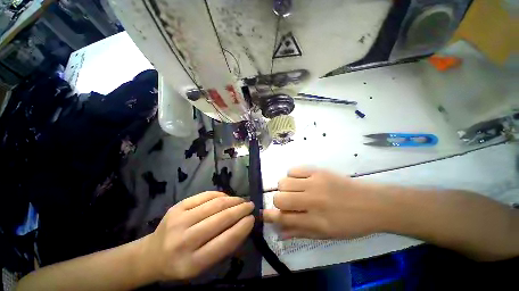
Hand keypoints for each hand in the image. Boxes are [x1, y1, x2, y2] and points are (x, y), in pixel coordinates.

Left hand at [140, 191, 253, 280]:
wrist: (152, 254)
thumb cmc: (181, 263)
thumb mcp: (203, 266)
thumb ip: (224, 247)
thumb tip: (243, 225)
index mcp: (192, 263)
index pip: (225, 241)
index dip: (242, 228)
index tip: (252, 219)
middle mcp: (184, 241)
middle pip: (220, 219)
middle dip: (240, 210)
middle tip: (250, 205)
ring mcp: (179, 220)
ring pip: (215, 205)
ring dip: (233, 200)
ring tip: (241, 200)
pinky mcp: (177, 206)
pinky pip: (205, 196)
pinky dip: (220, 195)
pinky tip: (227, 197)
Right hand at [263, 167, 387, 239]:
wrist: (372, 203)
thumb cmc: (350, 223)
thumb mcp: (326, 234)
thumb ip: (300, 232)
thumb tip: (279, 232)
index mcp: (315, 221)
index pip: (283, 218)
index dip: (269, 217)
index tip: (262, 214)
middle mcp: (312, 201)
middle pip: (279, 198)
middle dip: (278, 202)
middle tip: (287, 202)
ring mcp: (314, 183)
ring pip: (283, 182)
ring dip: (284, 188)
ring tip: (295, 190)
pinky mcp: (317, 171)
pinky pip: (293, 170)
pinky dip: (292, 176)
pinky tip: (300, 181)